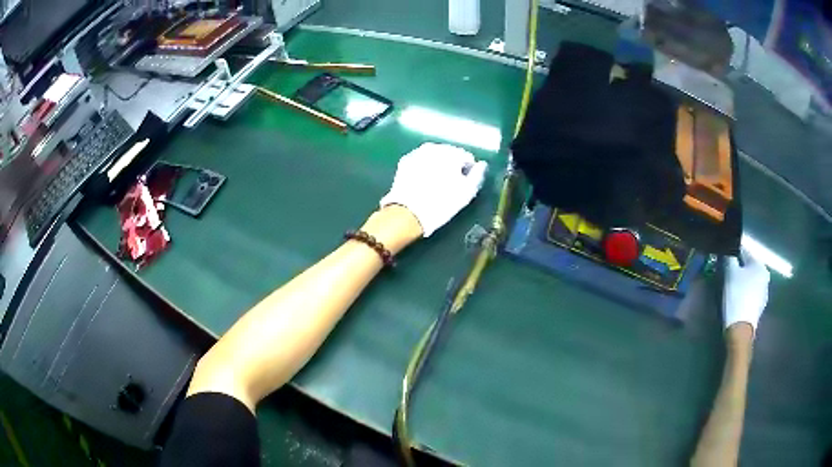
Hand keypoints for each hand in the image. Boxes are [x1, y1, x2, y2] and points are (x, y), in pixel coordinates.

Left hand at [380, 143, 487, 236]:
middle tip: (450, 184)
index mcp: (452, 152)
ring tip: (437, 184)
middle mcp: (435, 147)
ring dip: (438, 165)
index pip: (467, 157)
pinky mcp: (405, 161)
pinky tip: (423, 182)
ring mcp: (417, 152)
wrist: (408, 212)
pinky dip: (424, 168)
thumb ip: (478, 175)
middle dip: (452, 165)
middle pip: (449, 154)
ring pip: (434, 156)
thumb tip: (482, 165)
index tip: (464, 184)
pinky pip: (420, 161)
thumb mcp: (467, 192)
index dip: (468, 171)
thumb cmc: (442, 203)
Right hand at [723, 247, 770, 331]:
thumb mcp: (730, 273)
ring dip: (743, 280)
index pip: (745, 252)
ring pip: (751, 280)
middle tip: (728, 272)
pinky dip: (745, 292)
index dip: (733, 253)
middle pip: (749, 267)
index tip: (725, 256)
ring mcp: (764, 292)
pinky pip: (752, 293)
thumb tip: (728, 251)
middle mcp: (765, 275)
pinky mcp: (760, 305)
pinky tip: (738, 298)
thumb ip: (729, 258)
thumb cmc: (736, 296)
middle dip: (740, 268)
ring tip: (732, 286)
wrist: (740, 328)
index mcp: (759, 264)